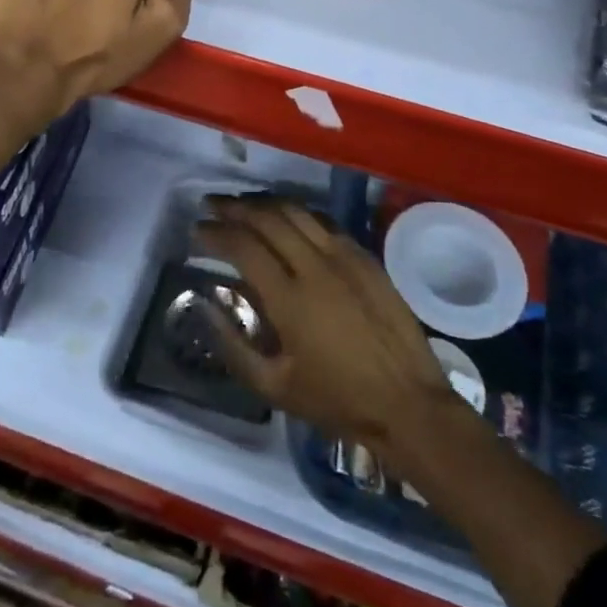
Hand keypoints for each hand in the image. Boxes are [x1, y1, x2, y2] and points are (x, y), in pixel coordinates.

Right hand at [195, 197, 459, 471]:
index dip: (215, 232)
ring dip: (265, 203)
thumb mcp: (274, 387)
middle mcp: (315, 265)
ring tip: (244, 204)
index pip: (243, 246)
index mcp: (289, 299)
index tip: (197, 229)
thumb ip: (233, 346)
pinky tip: (287, 218)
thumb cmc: (338, 401)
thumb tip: (206, 306)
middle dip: (234, 207)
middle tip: (213, 205)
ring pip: (297, 211)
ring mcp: (344, 256)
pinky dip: (298, 213)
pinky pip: (324, 221)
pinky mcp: (366, 256)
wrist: (409, 404)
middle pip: (267, 217)